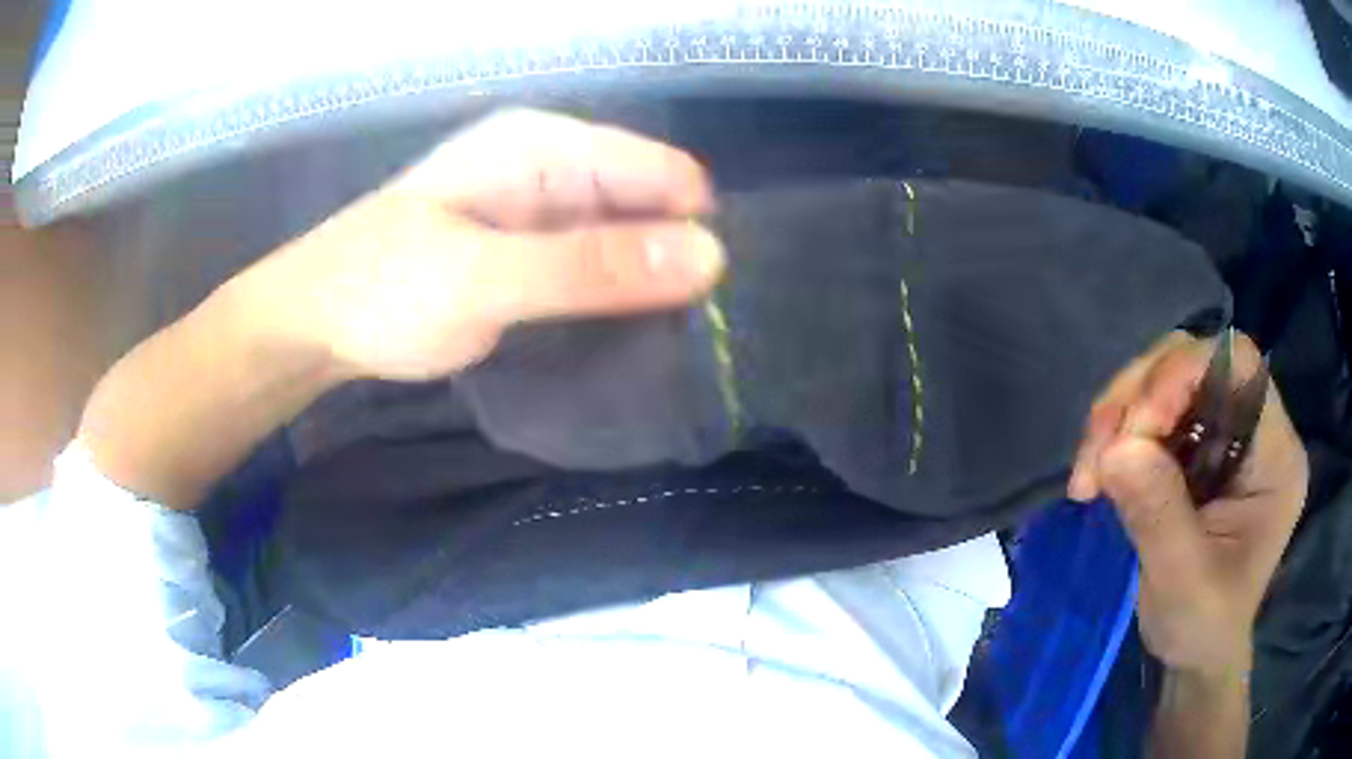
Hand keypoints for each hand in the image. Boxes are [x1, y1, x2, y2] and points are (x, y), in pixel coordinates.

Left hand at [78, 109, 724, 507]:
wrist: (315, 324)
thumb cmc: (381, 288)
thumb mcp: (483, 278)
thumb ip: (589, 268)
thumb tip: (710, 258)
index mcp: (544, 146)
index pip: (662, 171)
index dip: (696, 228)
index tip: (718, 302)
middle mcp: (552, 170)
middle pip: (650, 206)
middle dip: (677, 262)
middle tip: (705, 336)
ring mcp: (541, 216)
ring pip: (626, 244)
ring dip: (649, 288)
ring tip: (679, 348)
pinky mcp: (531, 258)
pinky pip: (596, 273)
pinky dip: (616, 303)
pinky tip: (631, 342)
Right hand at [1068, 330, 1308, 675]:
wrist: (1196, 652)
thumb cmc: (1203, 626)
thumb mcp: (1183, 583)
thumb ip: (1158, 515)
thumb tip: (1116, 448)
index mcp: (1276, 453)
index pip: (1238, 365)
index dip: (1185, 374)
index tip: (1136, 428)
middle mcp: (1256, 427)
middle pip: (1195, 362)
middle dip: (1139, 397)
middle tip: (1097, 455)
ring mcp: (1225, 431)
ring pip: (1166, 378)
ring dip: (1119, 415)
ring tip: (1088, 473)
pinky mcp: (1197, 444)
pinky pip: (1151, 410)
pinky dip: (1116, 433)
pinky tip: (1097, 472)